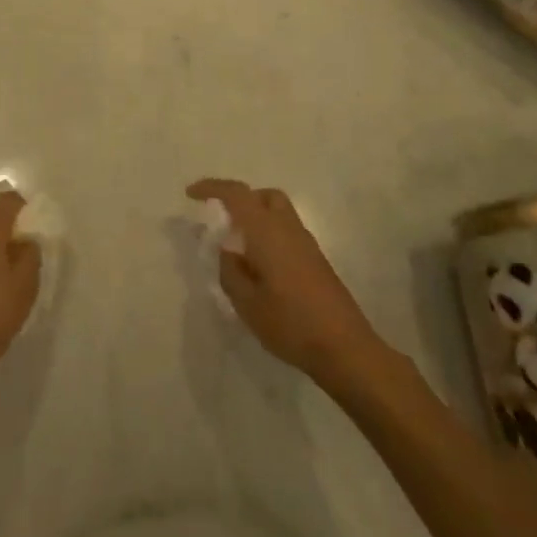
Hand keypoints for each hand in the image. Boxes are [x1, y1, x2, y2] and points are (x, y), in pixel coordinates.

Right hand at [187, 179, 387, 391]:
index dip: (212, 188)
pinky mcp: (316, 261)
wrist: (345, 348)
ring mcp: (306, 244)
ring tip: (239, 248)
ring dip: (256, 218)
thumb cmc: (290, 323)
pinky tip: (261, 268)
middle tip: (221, 221)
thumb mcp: (247, 302)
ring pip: (278, 213)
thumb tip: (227, 252)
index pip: (237, 194)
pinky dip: (269, 235)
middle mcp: (288, 229)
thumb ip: (230, 271)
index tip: (191, 194)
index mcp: (267, 231)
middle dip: (240, 200)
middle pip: (264, 196)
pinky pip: (287, 233)